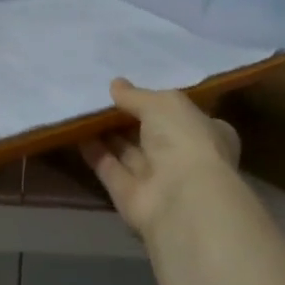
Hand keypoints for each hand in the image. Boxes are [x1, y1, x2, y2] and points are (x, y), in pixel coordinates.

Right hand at [80, 78, 240, 244]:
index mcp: (207, 132)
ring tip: (83, 108)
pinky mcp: (131, 196)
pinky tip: (76, 131)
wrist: (181, 199)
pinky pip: (110, 168)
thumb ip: (136, 95)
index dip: (161, 103)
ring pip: (129, 151)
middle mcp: (184, 156)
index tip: (136, 89)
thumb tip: (115, 85)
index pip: (184, 114)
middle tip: (100, 95)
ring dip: (108, 132)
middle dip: (129, 117)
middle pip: (152, 133)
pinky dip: (94, 152)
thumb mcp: (163, 103)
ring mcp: (158, 179)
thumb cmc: (185, 139)